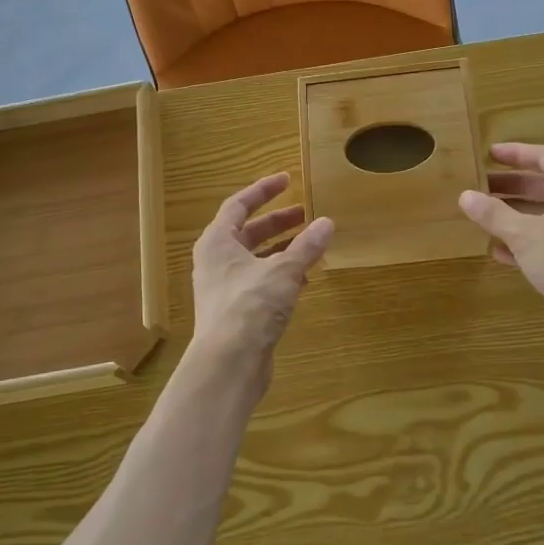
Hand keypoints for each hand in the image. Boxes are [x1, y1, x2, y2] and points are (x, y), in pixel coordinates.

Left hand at [191, 173, 333, 364]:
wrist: (228, 364)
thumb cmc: (249, 307)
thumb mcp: (283, 271)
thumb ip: (306, 247)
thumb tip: (327, 223)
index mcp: (217, 242)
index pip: (238, 205)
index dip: (263, 191)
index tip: (287, 180)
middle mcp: (216, 261)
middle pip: (248, 232)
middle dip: (278, 222)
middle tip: (306, 214)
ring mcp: (224, 288)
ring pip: (256, 258)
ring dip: (282, 249)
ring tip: (311, 244)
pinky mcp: (237, 311)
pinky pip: (260, 282)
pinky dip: (281, 275)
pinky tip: (305, 279)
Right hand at [458, 143, 543, 339]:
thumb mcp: (523, 234)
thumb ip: (493, 214)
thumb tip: (465, 196)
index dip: (515, 154)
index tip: (490, 155)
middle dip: (514, 186)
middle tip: (483, 187)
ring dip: (520, 213)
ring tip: (488, 218)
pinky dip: (533, 237)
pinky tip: (504, 252)